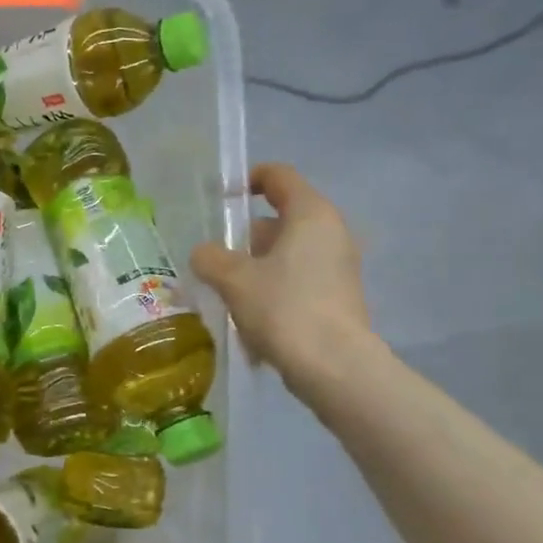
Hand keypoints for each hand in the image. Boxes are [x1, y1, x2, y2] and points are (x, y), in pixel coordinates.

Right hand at [190, 163, 376, 392]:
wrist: (334, 367)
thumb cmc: (284, 308)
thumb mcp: (233, 279)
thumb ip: (210, 258)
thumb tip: (204, 254)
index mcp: (310, 213)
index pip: (278, 176)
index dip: (247, 180)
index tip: (220, 199)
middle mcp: (331, 232)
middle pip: (280, 218)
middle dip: (244, 236)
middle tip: (215, 257)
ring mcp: (339, 266)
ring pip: (287, 253)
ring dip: (255, 267)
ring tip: (226, 292)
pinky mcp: (338, 297)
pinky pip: (297, 280)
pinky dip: (273, 290)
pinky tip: (250, 319)